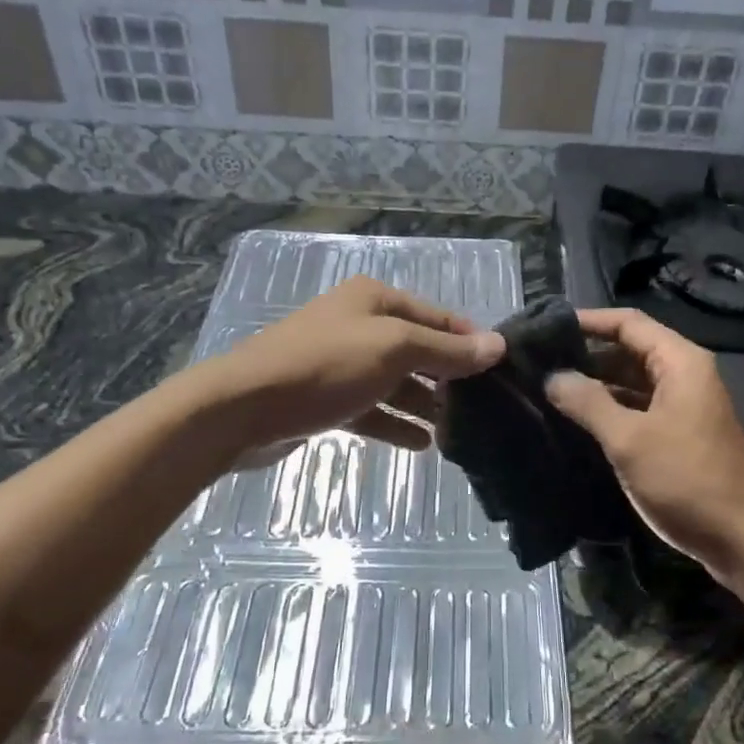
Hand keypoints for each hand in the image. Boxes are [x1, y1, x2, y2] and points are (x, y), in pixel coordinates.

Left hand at [200, 276, 504, 458]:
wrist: (242, 408)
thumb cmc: (325, 366)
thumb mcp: (395, 350)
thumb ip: (447, 351)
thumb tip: (498, 345)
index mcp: (374, 299)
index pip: (437, 315)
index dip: (469, 339)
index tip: (501, 368)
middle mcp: (359, 324)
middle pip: (417, 348)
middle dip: (447, 376)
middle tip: (483, 406)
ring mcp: (340, 362)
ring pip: (395, 382)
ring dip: (424, 404)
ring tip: (458, 431)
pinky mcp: (326, 399)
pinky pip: (372, 408)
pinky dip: (395, 423)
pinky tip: (422, 444)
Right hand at [545, 308, 743, 589]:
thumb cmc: (689, 480)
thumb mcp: (630, 439)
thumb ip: (588, 403)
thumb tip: (551, 376)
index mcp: (679, 362)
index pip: (628, 322)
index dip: (587, 320)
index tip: (545, 326)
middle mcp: (683, 375)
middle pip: (629, 349)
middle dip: (586, 353)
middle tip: (538, 360)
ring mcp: (683, 406)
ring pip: (631, 382)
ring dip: (595, 384)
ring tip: (547, 386)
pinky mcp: (679, 435)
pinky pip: (638, 409)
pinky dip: (609, 409)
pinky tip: (576, 420)